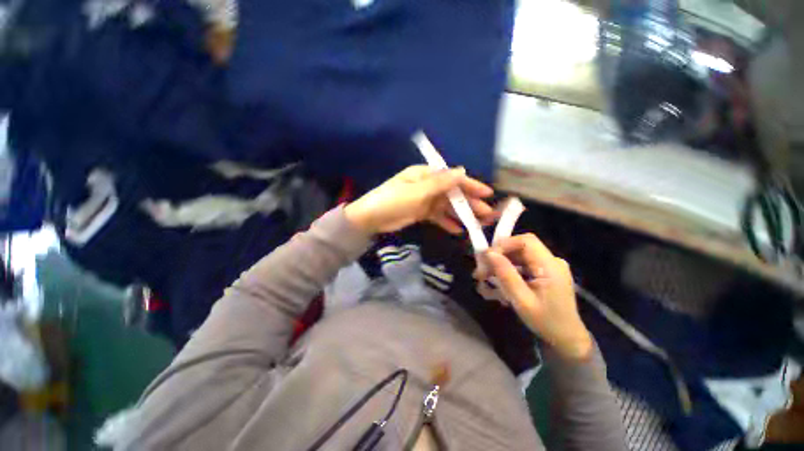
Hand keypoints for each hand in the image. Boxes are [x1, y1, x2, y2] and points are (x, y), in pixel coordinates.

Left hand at [344, 165, 495, 234]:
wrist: (370, 218)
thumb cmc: (393, 201)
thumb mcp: (417, 191)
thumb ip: (440, 183)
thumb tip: (462, 171)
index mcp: (426, 175)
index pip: (453, 178)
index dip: (471, 186)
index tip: (487, 194)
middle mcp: (427, 185)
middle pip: (452, 193)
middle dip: (469, 203)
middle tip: (486, 214)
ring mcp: (425, 200)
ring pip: (447, 206)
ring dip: (461, 214)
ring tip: (476, 224)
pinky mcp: (421, 213)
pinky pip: (438, 217)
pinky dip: (447, 222)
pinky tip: (457, 231)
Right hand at [479, 234, 592, 360]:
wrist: (567, 339)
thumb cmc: (546, 322)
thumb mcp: (522, 300)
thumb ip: (506, 275)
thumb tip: (489, 253)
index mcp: (551, 266)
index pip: (526, 241)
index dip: (504, 244)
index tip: (486, 258)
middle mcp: (551, 261)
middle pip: (519, 248)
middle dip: (497, 257)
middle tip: (480, 272)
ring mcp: (547, 266)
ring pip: (517, 256)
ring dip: (499, 265)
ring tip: (484, 279)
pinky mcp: (543, 272)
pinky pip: (521, 265)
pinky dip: (506, 271)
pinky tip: (496, 283)